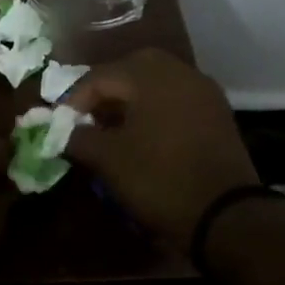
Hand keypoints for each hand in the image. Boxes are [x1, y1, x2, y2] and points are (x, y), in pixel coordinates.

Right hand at [65, 48, 261, 253]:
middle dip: (105, 90)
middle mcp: (181, 73)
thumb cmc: (159, 179)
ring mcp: (204, 93)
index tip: (60, 126)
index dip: (74, 100)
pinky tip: (143, 136)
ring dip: (131, 99)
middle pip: (132, 69)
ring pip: (157, 82)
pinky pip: (177, 99)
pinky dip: (155, 109)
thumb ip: (79, 138)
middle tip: (87, 117)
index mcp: (151, 76)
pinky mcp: (218, 115)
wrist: (224, 215)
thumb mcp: (108, 159)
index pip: (100, 76)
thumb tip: (65, 132)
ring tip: (112, 128)